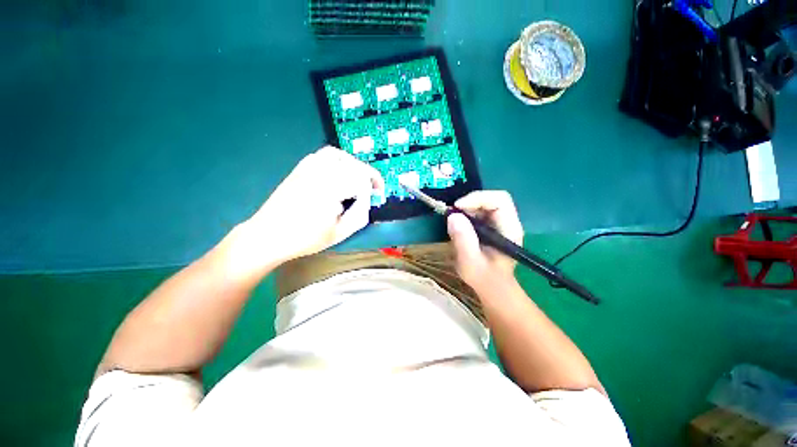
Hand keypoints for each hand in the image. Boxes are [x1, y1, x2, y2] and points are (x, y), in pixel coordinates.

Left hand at [239, 146, 383, 266]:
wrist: (268, 235)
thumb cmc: (305, 238)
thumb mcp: (339, 233)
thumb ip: (360, 214)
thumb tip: (367, 198)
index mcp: (330, 190)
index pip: (361, 178)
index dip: (374, 184)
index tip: (379, 194)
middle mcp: (320, 173)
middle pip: (352, 164)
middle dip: (367, 174)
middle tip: (372, 187)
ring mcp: (307, 168)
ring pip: (338, 155)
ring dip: (353, 164)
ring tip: (358, 178)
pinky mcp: (300, 168)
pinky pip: (324, 155)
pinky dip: (338, 160)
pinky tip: (340, 173)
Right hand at [446, 191, 523, 290]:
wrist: (491, 286)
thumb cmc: (483, 277)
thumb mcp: (470, 261)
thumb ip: (463, 240)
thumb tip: (453, 216)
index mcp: (509, 229)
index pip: (500, 200)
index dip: (478, 198)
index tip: (458, 208)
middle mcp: (507, 222)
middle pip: (492, 198)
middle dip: (470, 202)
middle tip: (453, 214)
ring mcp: (499, 223)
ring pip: (484, 203)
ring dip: (467, 208)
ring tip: (454, 221)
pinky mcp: (490, 225)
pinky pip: (479, 210)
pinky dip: (466, 213)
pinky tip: (459, 225)